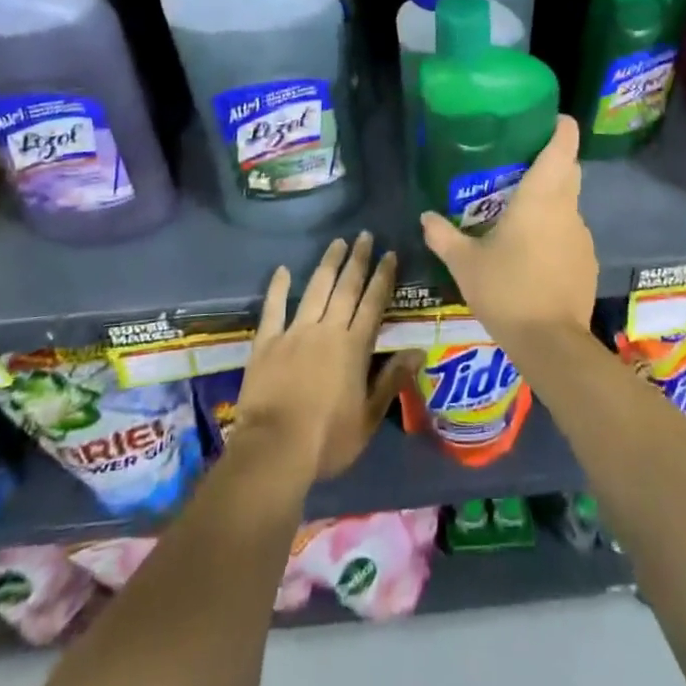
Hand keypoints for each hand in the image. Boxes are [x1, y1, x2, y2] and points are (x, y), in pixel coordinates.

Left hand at [233, 232, 415, 484]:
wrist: (274, 449)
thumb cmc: (328, 440)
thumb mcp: (369, 417)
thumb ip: (392, 380)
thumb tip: (418, 351)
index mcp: (353, 347)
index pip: (373, 303)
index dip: (383, 277)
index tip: (389, 254)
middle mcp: (327, 330)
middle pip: (346, 288)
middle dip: (358, 260)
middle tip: (364, 235)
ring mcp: (294, 332)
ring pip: (315, 289)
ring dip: (327, 264)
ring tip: (337, 243)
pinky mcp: (267, 342)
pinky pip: (273, 308)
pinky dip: (278, 288)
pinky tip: (282, 270)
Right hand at [419, 115, 597, 348]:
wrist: (550, 343)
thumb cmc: (506, 290)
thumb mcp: (465, 263)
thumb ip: (443, 236)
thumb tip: (425, 216)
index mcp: (541, 198)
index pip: (562, 147)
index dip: (561, 128)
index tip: (551, 120)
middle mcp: (567, 209)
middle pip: (568, 171)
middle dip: (551, 161)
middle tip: (519, 166)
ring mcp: (582, 237)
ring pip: (568, 205)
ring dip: (550, 201)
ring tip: (518, 214)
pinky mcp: (587, 262)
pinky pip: (570, 234)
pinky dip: (554, 233)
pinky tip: (532, 254)